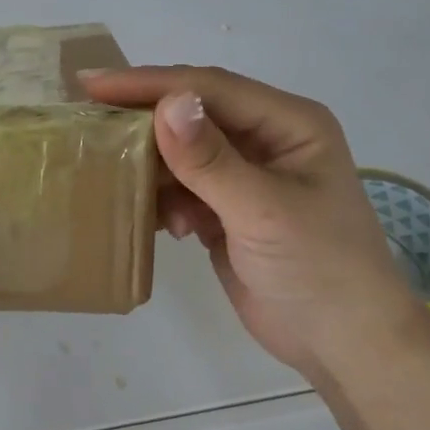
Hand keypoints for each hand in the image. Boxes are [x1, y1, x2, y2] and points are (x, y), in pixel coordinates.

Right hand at [82, 66, 421, 376]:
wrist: (343, 345)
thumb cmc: (319, 268)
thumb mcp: (264, 210)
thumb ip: (210, 160)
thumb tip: (166, 104)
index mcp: (287, 123)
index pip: (209, 88)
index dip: (150, 84)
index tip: (93, 85)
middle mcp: (265, 139)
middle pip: (191, 114)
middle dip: (142, 119)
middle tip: (86, 120)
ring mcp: (244, 175)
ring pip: (180, 153)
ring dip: (150, 166)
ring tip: (112, 174)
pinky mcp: (226, 209)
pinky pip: (180, 188)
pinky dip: (162, 200)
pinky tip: (157, 222)